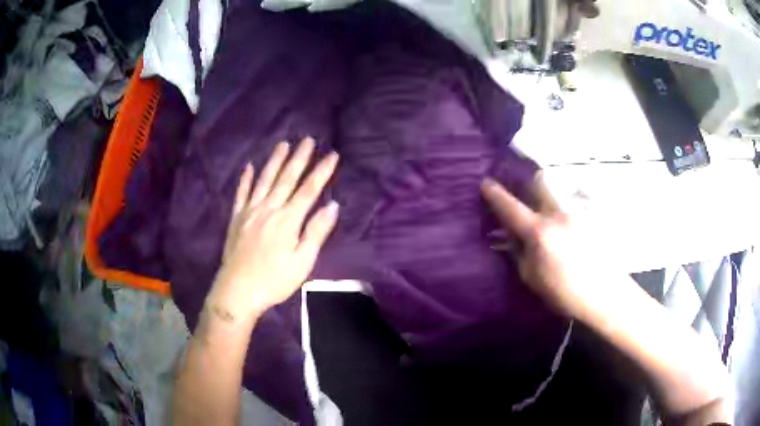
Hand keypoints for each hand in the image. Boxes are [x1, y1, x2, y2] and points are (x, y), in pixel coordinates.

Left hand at [207, 137, 338, 322]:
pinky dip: (245, 179)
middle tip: (307, 139)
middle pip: (286, 178)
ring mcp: (250, 211)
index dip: (322, 171)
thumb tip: (332, 206)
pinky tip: (248, 166)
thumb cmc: (274, 280)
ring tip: (283, 144)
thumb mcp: (302, 262)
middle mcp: (269, 209)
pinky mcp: (236, 218)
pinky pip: (241, 193)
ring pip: (264, 180)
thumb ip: (316, 232)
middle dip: (299, 158)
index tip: (332, 155)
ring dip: (274, 161)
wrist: (238, 291)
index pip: (309, 190)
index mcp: (288, 220)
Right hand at [481, 176, 616, 322]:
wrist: (605, 294)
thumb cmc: (565, 293)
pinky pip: (574, 203)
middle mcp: (558, 213)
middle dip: (528, 181)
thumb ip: (518, 253)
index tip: (485, 183)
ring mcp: (578, 212)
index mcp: (539, 232)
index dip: (494, 193)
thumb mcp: (532, 279)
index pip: (510, 207)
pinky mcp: (591, 216)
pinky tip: (569, 227)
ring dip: (548, 196)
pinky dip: (565, 209)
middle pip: (540, 180)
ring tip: (549, 213)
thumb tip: (510, 236)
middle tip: (525, 193)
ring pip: (558, 191)